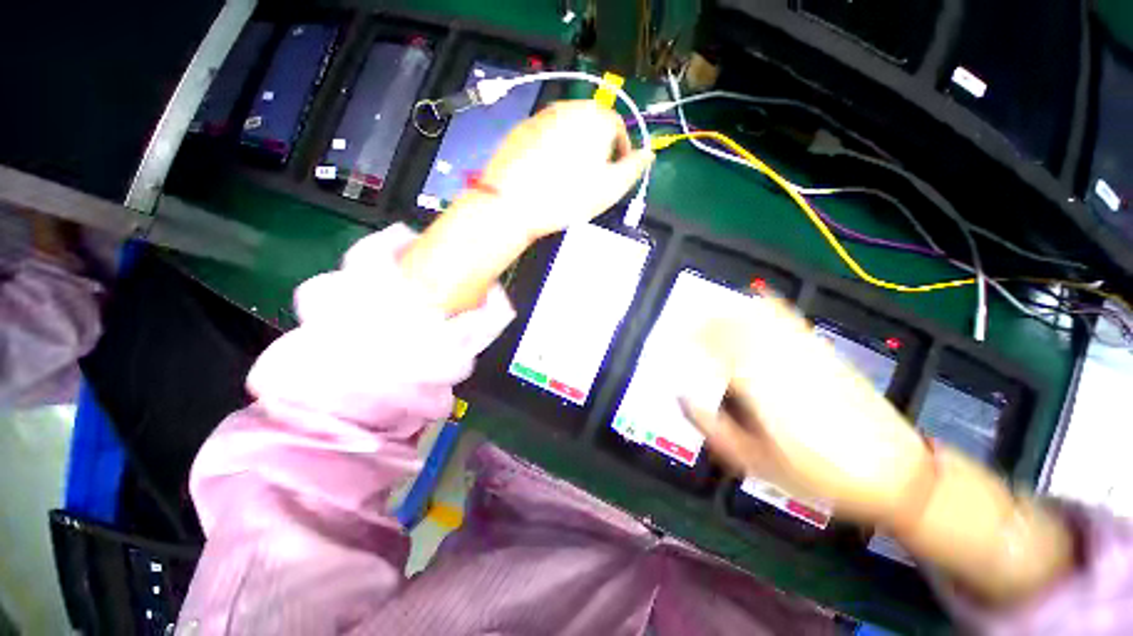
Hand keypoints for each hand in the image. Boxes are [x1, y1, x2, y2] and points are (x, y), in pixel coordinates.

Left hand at [474, 100, 653, 238]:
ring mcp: (541, 116)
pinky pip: (546, 137)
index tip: (616, 174)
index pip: (618, 128)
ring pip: (567, 130)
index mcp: (595, 118)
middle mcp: (568, 108)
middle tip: (591, 179)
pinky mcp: (520, 129)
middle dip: (597, 149)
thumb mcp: (610, 188)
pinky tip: (545, 175)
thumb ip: (634, 168)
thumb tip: (649, 154)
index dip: (621, 152)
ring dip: (574, 149)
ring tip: (567, 179)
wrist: (512, 204)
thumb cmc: (568, 197)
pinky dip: (552, 151)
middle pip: (591, 125)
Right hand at [681, 298, 933, 526]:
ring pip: (758, 318)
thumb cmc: (817, 475)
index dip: (692, 337)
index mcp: (759, 387)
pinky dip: (768, 306)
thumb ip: (714, 429)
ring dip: (731, 312)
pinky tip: (757, 301)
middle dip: (706, 322)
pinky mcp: (823, 351)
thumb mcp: (756, 464)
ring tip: (713, 315)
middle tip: (689, 328)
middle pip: (734, 326)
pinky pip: (790, 318)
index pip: (716, 346)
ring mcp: (804, 352)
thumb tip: (683, 398)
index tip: (676, 338)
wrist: (894, 471)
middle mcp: (779, 360)